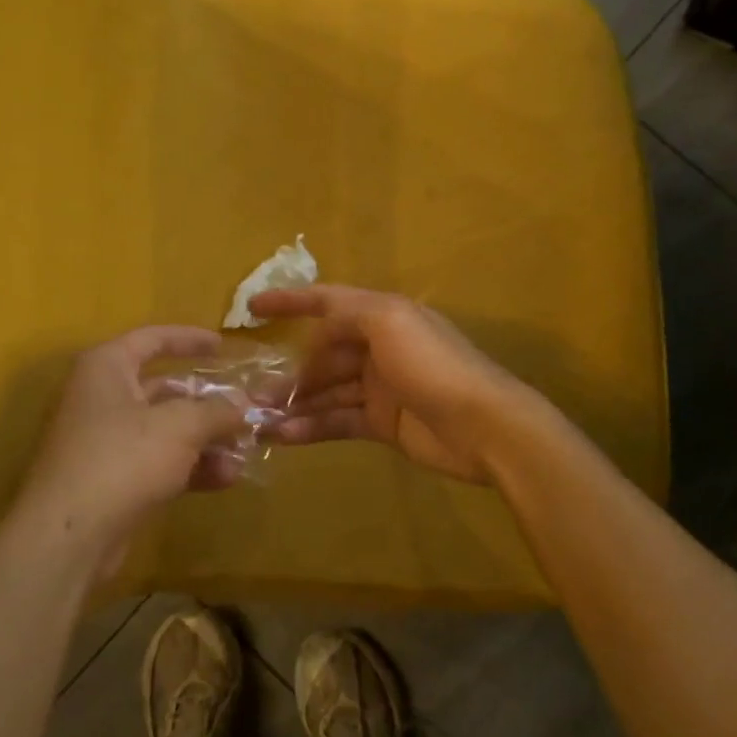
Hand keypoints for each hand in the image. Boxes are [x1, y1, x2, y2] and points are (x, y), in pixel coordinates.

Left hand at [19, 327, 248, 565]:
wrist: (68, 537)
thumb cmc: (122, 458)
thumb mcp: (180, 426)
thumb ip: (217, 411)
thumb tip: (244, 405)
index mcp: (107, 367)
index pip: (153, 339)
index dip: (190, 339)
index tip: (224, 345)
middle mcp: (102, 398)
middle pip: (165, 389)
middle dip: (210, 403)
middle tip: (247, 408)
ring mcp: (105, 441)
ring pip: (166, 430)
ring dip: (207, 440)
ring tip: (246, 451)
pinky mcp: (112, 480)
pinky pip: (159, 462)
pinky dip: (191, 467)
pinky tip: (227, 478)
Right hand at [250, 285, 547, 484]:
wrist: (484, 427)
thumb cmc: (434, 365)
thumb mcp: (389, 321)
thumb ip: (348, 315)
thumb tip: (316, 331)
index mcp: (382, 315)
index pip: (328, 300)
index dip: (290, 300)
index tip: (251, 308)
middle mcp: (378, 347)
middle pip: (323, 353)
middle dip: (290, 370)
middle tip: (253, 392)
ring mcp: (380, 387)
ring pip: (327, 390)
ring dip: (295, 402)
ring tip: (259, 419)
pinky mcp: (383, 423)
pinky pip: (338, 420)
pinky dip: (312, 426)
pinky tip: (285, 436)